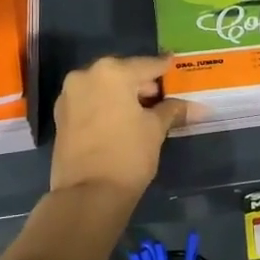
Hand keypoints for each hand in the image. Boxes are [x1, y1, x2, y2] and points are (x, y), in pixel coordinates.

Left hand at [48, 55, 188, 200]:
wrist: (87, 194)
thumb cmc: (128, 155)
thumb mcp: (155, 129)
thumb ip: (172, 110)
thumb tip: (198, 107)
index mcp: (112, 72)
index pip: (147, 65)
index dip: (164, 68)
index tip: (174, 65)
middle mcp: (86, 75)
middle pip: (122, 73)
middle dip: (141, 84)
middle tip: (162, 96)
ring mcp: (69, 95)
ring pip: (103, 87)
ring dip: (122, 95)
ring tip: (143, 111)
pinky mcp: (61, 116)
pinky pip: (90, 102)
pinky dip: (105, 106)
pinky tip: (121, 120)